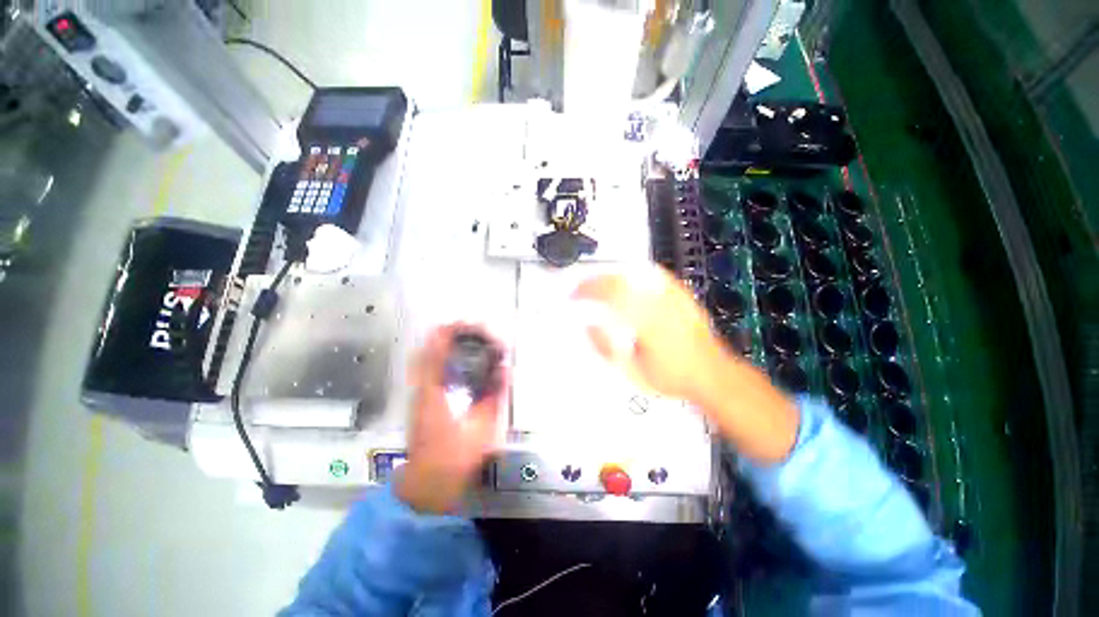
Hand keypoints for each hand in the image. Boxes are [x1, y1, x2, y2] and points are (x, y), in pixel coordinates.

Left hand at [396, 324, 506, 513]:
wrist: (429, 485)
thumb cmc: (457, 456)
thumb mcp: (483, 426)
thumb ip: (495, 394)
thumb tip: (505, 368)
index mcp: (435, 391)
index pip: (437, 350)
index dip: (452, 331)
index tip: (470, 322)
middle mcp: (422, 388)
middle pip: (428, 349)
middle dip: (448, 333)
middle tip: (471, 328)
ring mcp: (418, 394)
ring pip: (425, 358)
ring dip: (444, 343)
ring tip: (465, 337)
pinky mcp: (420, 401)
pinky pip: (427, 369)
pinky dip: (441, 357)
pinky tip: (457, 359)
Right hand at [574, 266, 798, 463]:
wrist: (710, 374)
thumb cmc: (672, 377)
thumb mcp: (632, 372)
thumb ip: (607, 349)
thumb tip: (589, 327)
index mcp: (644, 323)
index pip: (608, 296)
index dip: (587, 291)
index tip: (575, 295)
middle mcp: (658, 305)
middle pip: (619, 281)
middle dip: (595, 281)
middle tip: (582, 287)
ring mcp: (672, 298)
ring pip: (634, 274)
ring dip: (611, 274)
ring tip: (599, 281)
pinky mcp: (681, 295)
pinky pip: (655, 274)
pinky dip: (636, 271)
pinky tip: (628, 274)